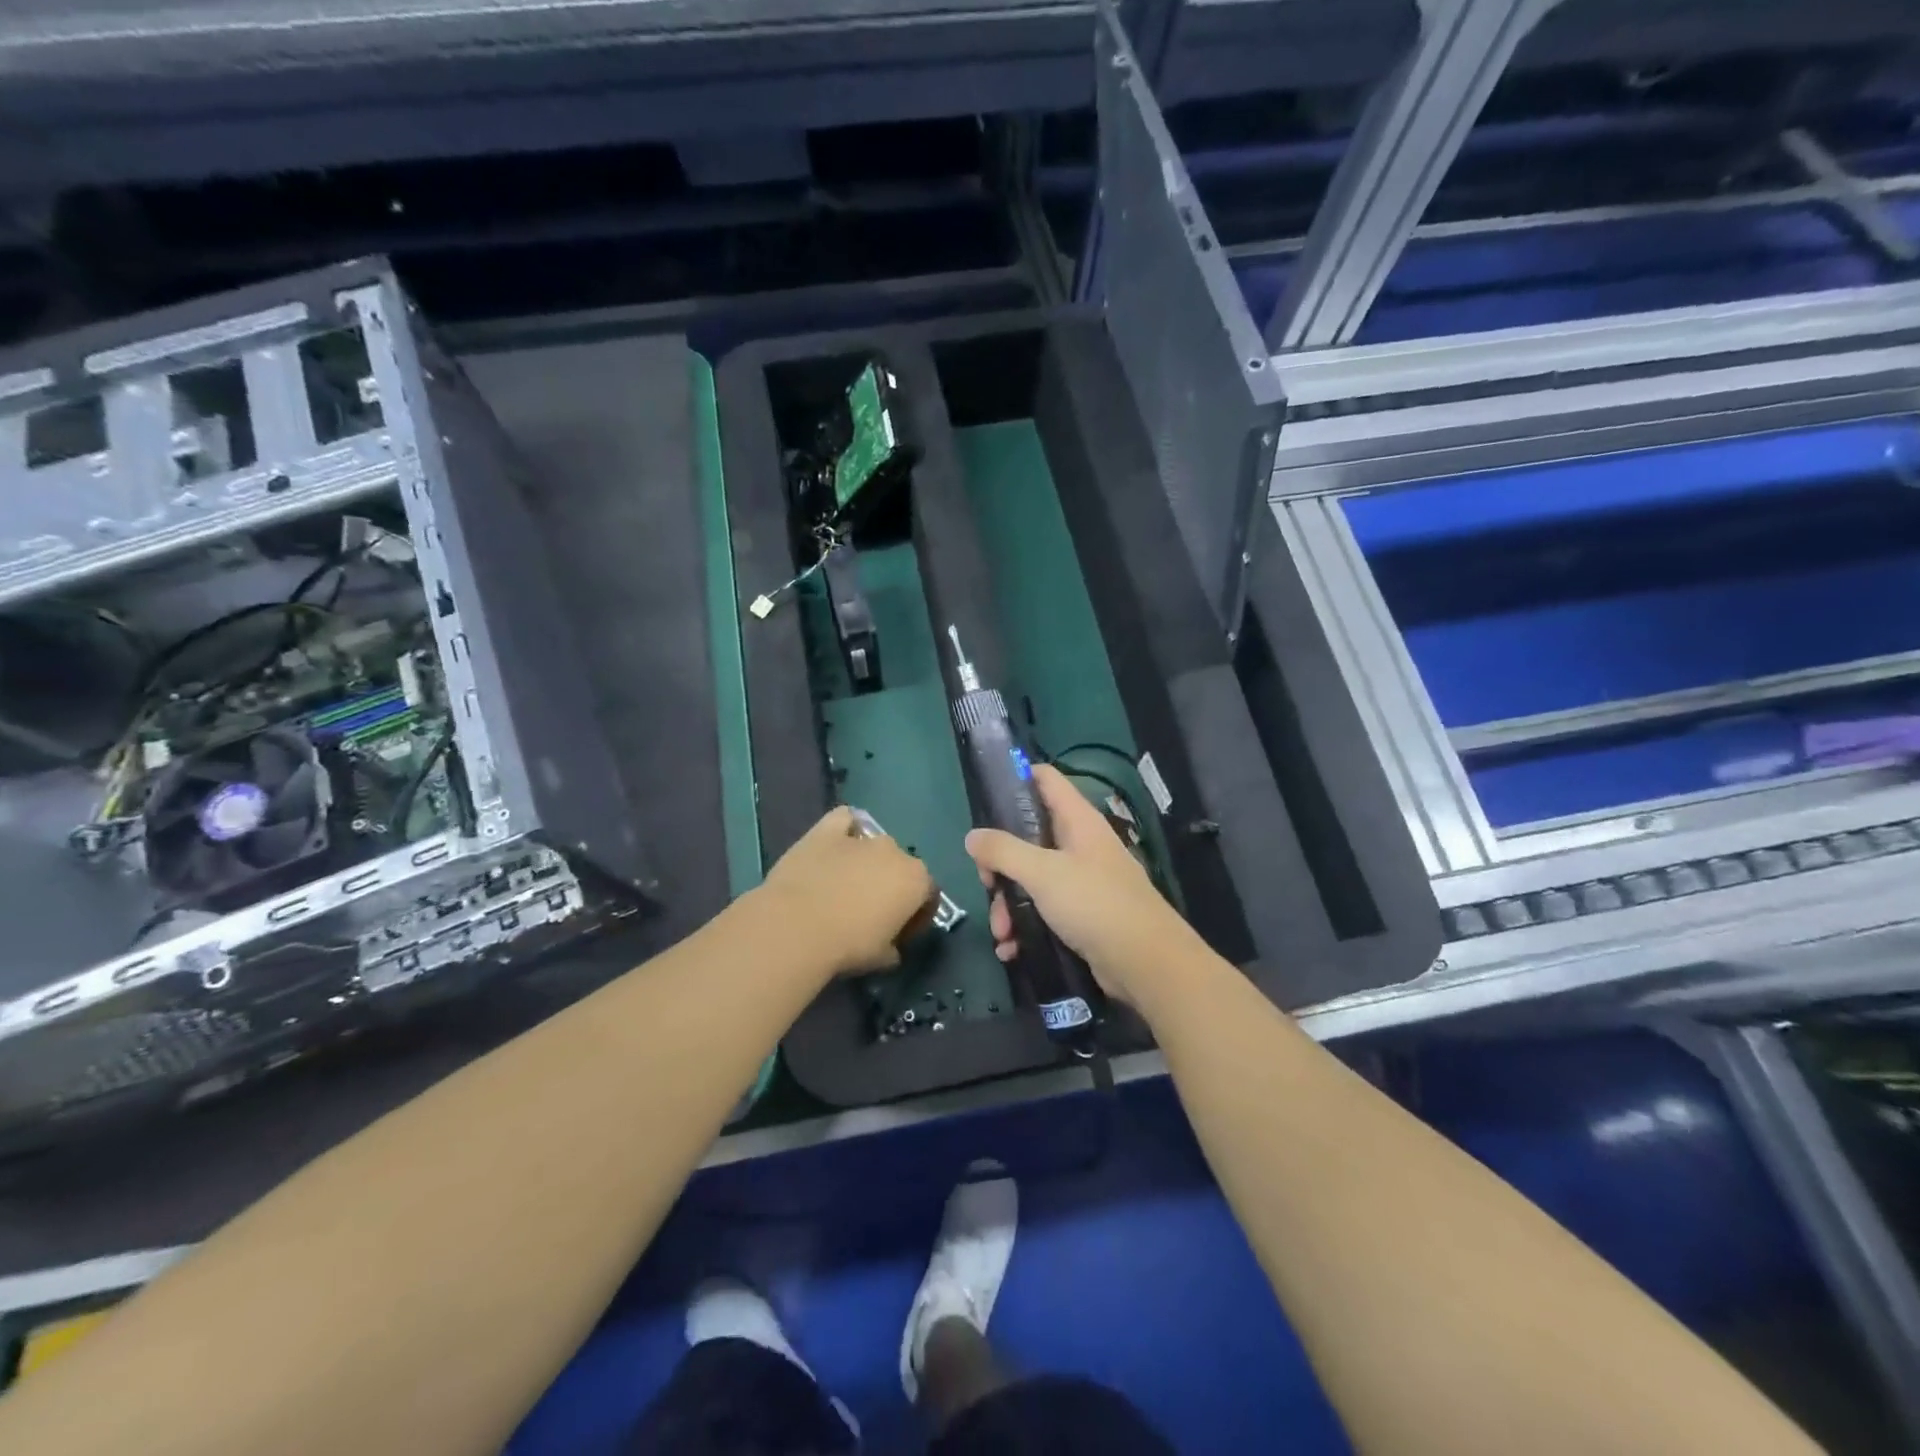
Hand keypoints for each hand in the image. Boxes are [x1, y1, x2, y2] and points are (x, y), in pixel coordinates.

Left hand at [758, 806, 935, 974]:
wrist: (796, 927)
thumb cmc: (848, 946)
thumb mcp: (882, 959)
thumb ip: (894, 949)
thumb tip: (892, 948)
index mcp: (917, 880)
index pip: (928, 895)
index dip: (916, 916)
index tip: (900, 934)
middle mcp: (895, 851)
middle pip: (901, 867)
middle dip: (891, 885)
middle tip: (871, 911)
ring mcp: (861, 837)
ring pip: (874, 844)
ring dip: (868, 861)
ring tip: (847, 884)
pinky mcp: (827, 830)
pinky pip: (844, 820)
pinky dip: (845, 829)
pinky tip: (836, 844)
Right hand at [965, 764, 1199, 1004]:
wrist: (1146, 964)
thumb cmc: (1095, 903)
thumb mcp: (1042, 872)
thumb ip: (1003, 851)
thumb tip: (972, 836)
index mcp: (1077, 821)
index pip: (1045, 779)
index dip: (1015, 779)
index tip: (985, 800)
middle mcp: (1081, 845)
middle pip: (1029, 837)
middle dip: (1001, 864)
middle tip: (987, 884)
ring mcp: (1083, 881)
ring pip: (1033, 879)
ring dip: (1009, 904)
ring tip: (1001, 934)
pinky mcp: (1083, 915)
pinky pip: (1044, 911)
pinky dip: (1025, 927)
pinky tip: (1011, 949)